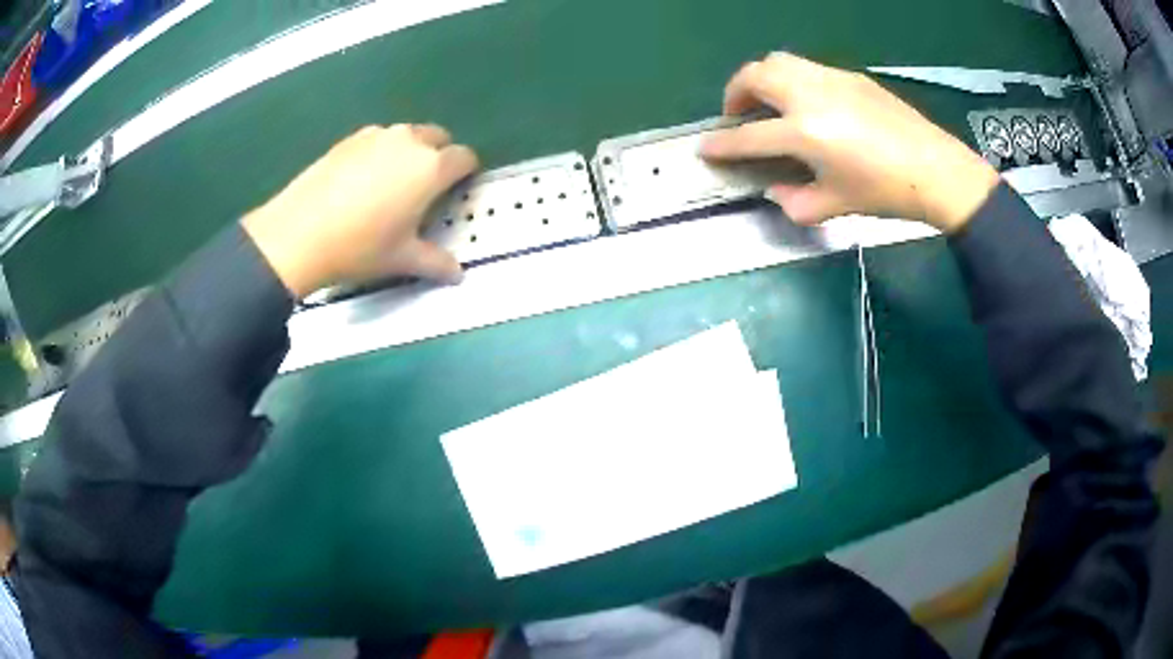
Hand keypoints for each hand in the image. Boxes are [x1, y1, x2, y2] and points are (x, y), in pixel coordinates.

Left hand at [243, 124, 477, 297]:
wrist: (299, 234)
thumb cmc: (360, 247)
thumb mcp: (402, 259)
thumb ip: (435, 263)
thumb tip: (457, 275)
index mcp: (431, 168)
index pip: (464, 157)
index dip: (466, 172)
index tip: (456, 189)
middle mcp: (409, 141)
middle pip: (438, 137)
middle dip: (439, 156)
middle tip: (425, 188)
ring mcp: (376, 135)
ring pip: (406, 135)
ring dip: (409, 151)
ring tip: (392, 183)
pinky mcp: (349, 139)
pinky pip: (377, 139)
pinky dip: (380, 152)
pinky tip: (362, 180)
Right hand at [701, 53, 999, 232]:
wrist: (935, 170)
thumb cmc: (885, 192)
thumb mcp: (836, 206)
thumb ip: (795, 201)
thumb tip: (776, 190)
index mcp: (804, 132)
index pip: (748, 136)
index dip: (721, 144)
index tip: (705, 147)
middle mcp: (810, 95)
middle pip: (754, 75)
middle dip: (735, 92)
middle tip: (738, 115)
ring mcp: (831, 79)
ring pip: (779, 61)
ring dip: (761, 78)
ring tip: (769, 102)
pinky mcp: (850, 76)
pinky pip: (807, 67)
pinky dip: (792, 79)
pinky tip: (808, 103)